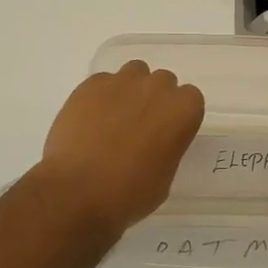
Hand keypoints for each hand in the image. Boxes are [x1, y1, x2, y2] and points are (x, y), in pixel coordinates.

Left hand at [36, 61, 204, 232]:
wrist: (78, 192)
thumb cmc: (129, 194)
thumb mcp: (164, 177)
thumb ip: (167, 148)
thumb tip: (154, 143)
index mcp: (182, 110)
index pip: (190, 99)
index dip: (176, 115)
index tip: (166, 132)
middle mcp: (157, 87)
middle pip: (162, 82)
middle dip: (154, 99)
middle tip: (139, 126)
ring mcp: (122, 82)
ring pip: (133, 73)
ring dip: (129, 90)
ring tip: (113, 118)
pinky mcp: (91, 84)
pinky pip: (102, 83)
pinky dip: (100, 96)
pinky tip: (89, 121)